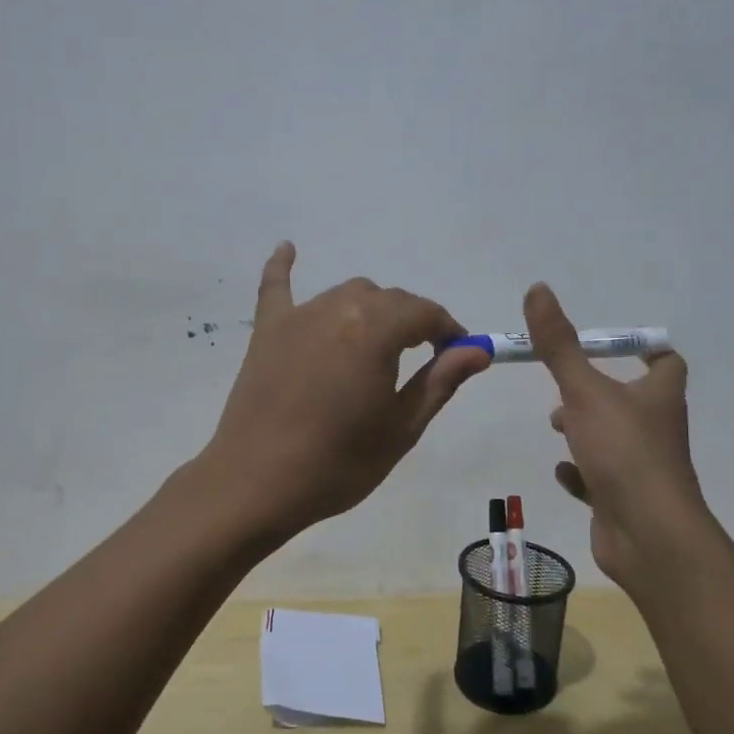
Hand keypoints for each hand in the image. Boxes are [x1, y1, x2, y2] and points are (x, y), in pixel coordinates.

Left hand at [199, 243, 489, 537]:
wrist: (256, 485)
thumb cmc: (338, 463)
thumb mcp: (401, 428)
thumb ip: (440, 381)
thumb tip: (478, 350)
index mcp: (375, 331)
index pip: (424, 313)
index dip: (448, 330)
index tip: (458, 354)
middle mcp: (337, 309)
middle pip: (387, 300)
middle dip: (412, 321)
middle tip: (422, 359)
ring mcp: (298, 317)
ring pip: (346, 294)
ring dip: (371, 310)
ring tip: (378, 344)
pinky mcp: (267, 331)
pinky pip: (277, 288)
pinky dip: (284, 268)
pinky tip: (288, 248)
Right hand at [525, 282, 707, 587]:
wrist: (648, 535)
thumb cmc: (623, 451)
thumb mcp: (585, 390)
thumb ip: (559, 344)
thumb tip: (538, 288)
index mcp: (659, 396)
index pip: (666, 362)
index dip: (644, 349)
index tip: (613, 344)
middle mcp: (657, 429)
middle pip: (634, 400)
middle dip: (598, 391)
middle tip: (566, 388)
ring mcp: (644, 468)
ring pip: (616, 440)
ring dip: (587, 430)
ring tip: (557, 425)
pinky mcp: (626, 500)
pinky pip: (603, 480)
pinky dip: (583, 473)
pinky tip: (564, 471)